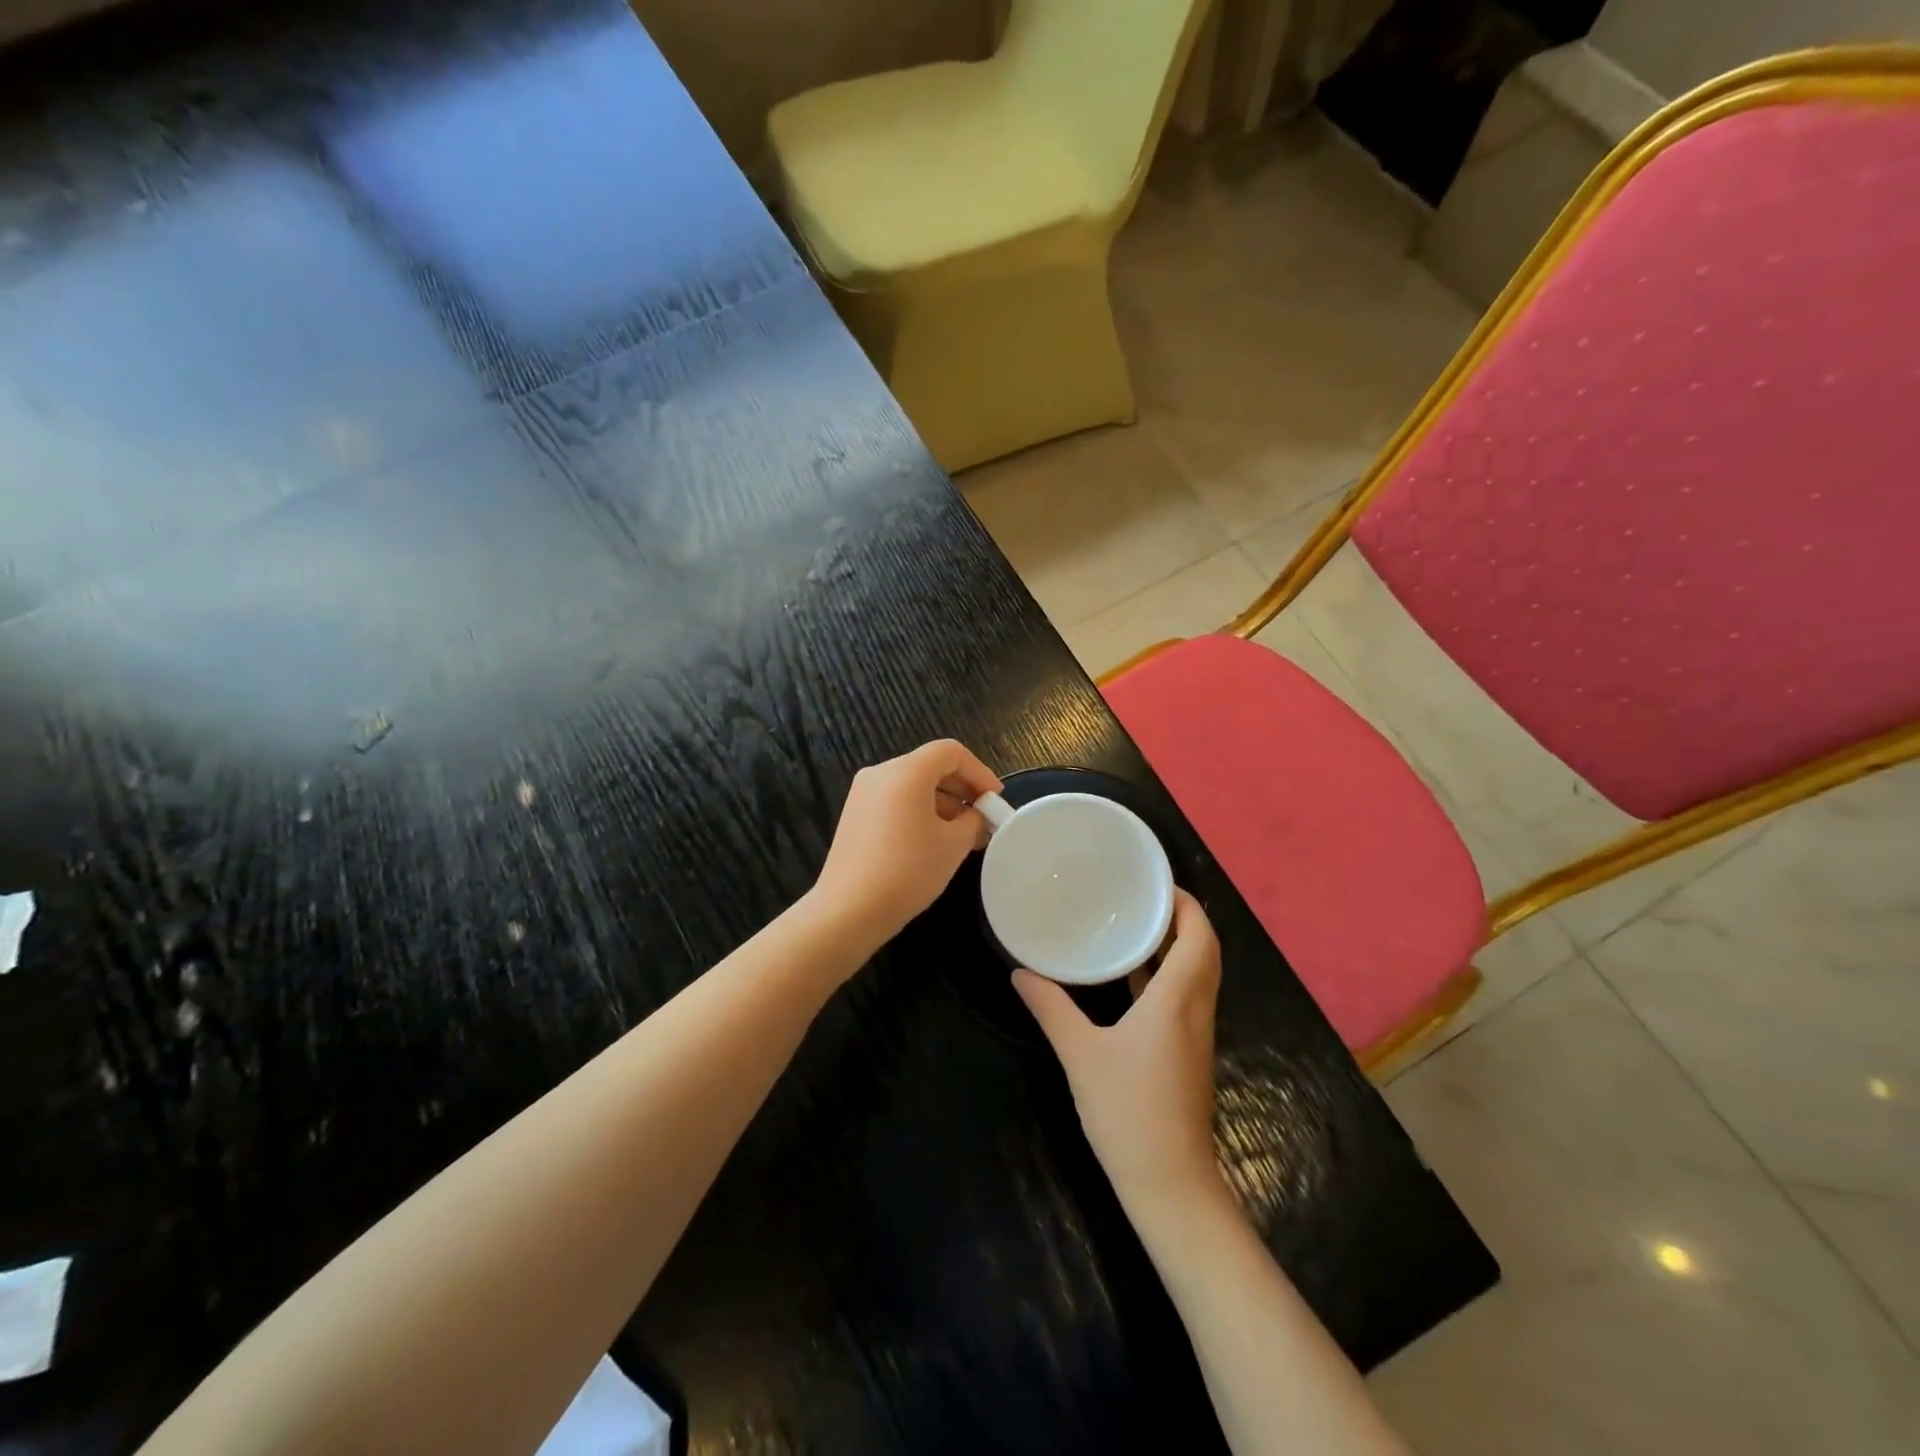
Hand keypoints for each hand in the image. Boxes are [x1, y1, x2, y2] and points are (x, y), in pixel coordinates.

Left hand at [812, 740, 1001, 951]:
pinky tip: (934, 842)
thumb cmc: (908, 871)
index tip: (995, 800)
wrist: (849, 910)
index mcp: (906, 771)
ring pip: (913, 785)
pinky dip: (920, 812)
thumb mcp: (953, 845)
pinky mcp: (855, 815)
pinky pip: (896, 801)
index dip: (979, 772)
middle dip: (962, 789)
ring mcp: (863, 794)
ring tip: (964, 836)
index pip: (951, 752)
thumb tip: (976, 817)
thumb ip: (973, 821)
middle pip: (931, 766)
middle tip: (984, 818)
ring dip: (943, 803)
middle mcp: (881, 773)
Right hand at [1014, 890, 1222, 1209]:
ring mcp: (1195, 1034)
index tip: (1156, 882)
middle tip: (1142, 896)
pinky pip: (1185, 997)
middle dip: (1182, 918)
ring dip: (1176, 946)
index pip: (1200, 936)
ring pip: (1197, 974)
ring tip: (1134, 924)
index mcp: (1177, 1000)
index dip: (1186, 904)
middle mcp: (1195, 1010)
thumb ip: (1051, 1008)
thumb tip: (1020, 971)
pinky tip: (1130, 977)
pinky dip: (1166, 975)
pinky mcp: (1187, 1054)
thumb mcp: (1081, 1054)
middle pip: (1205, 950)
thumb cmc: (1129, 1112)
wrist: (1170, 1185)